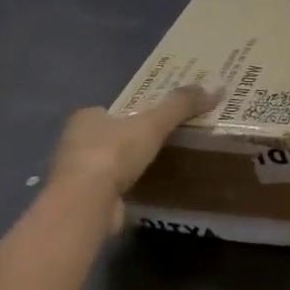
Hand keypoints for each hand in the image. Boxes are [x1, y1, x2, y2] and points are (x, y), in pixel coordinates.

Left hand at [48, 84, 217, 233]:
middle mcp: (73, 143)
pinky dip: (121, 189)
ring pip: (104, 164)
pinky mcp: (80, 201)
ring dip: (122, 167)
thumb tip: (217, 86)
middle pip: (105, 136)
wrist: (86, 203)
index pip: (108, 111)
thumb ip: (181, 105)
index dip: (128, 114)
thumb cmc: (114, 153)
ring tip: (154, 167)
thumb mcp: (154, 123)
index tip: (150, 119)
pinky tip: (139, 191)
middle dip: (126, 140)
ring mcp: (74, 175)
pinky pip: (105, 190)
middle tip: (157, 142)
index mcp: (85, 118)